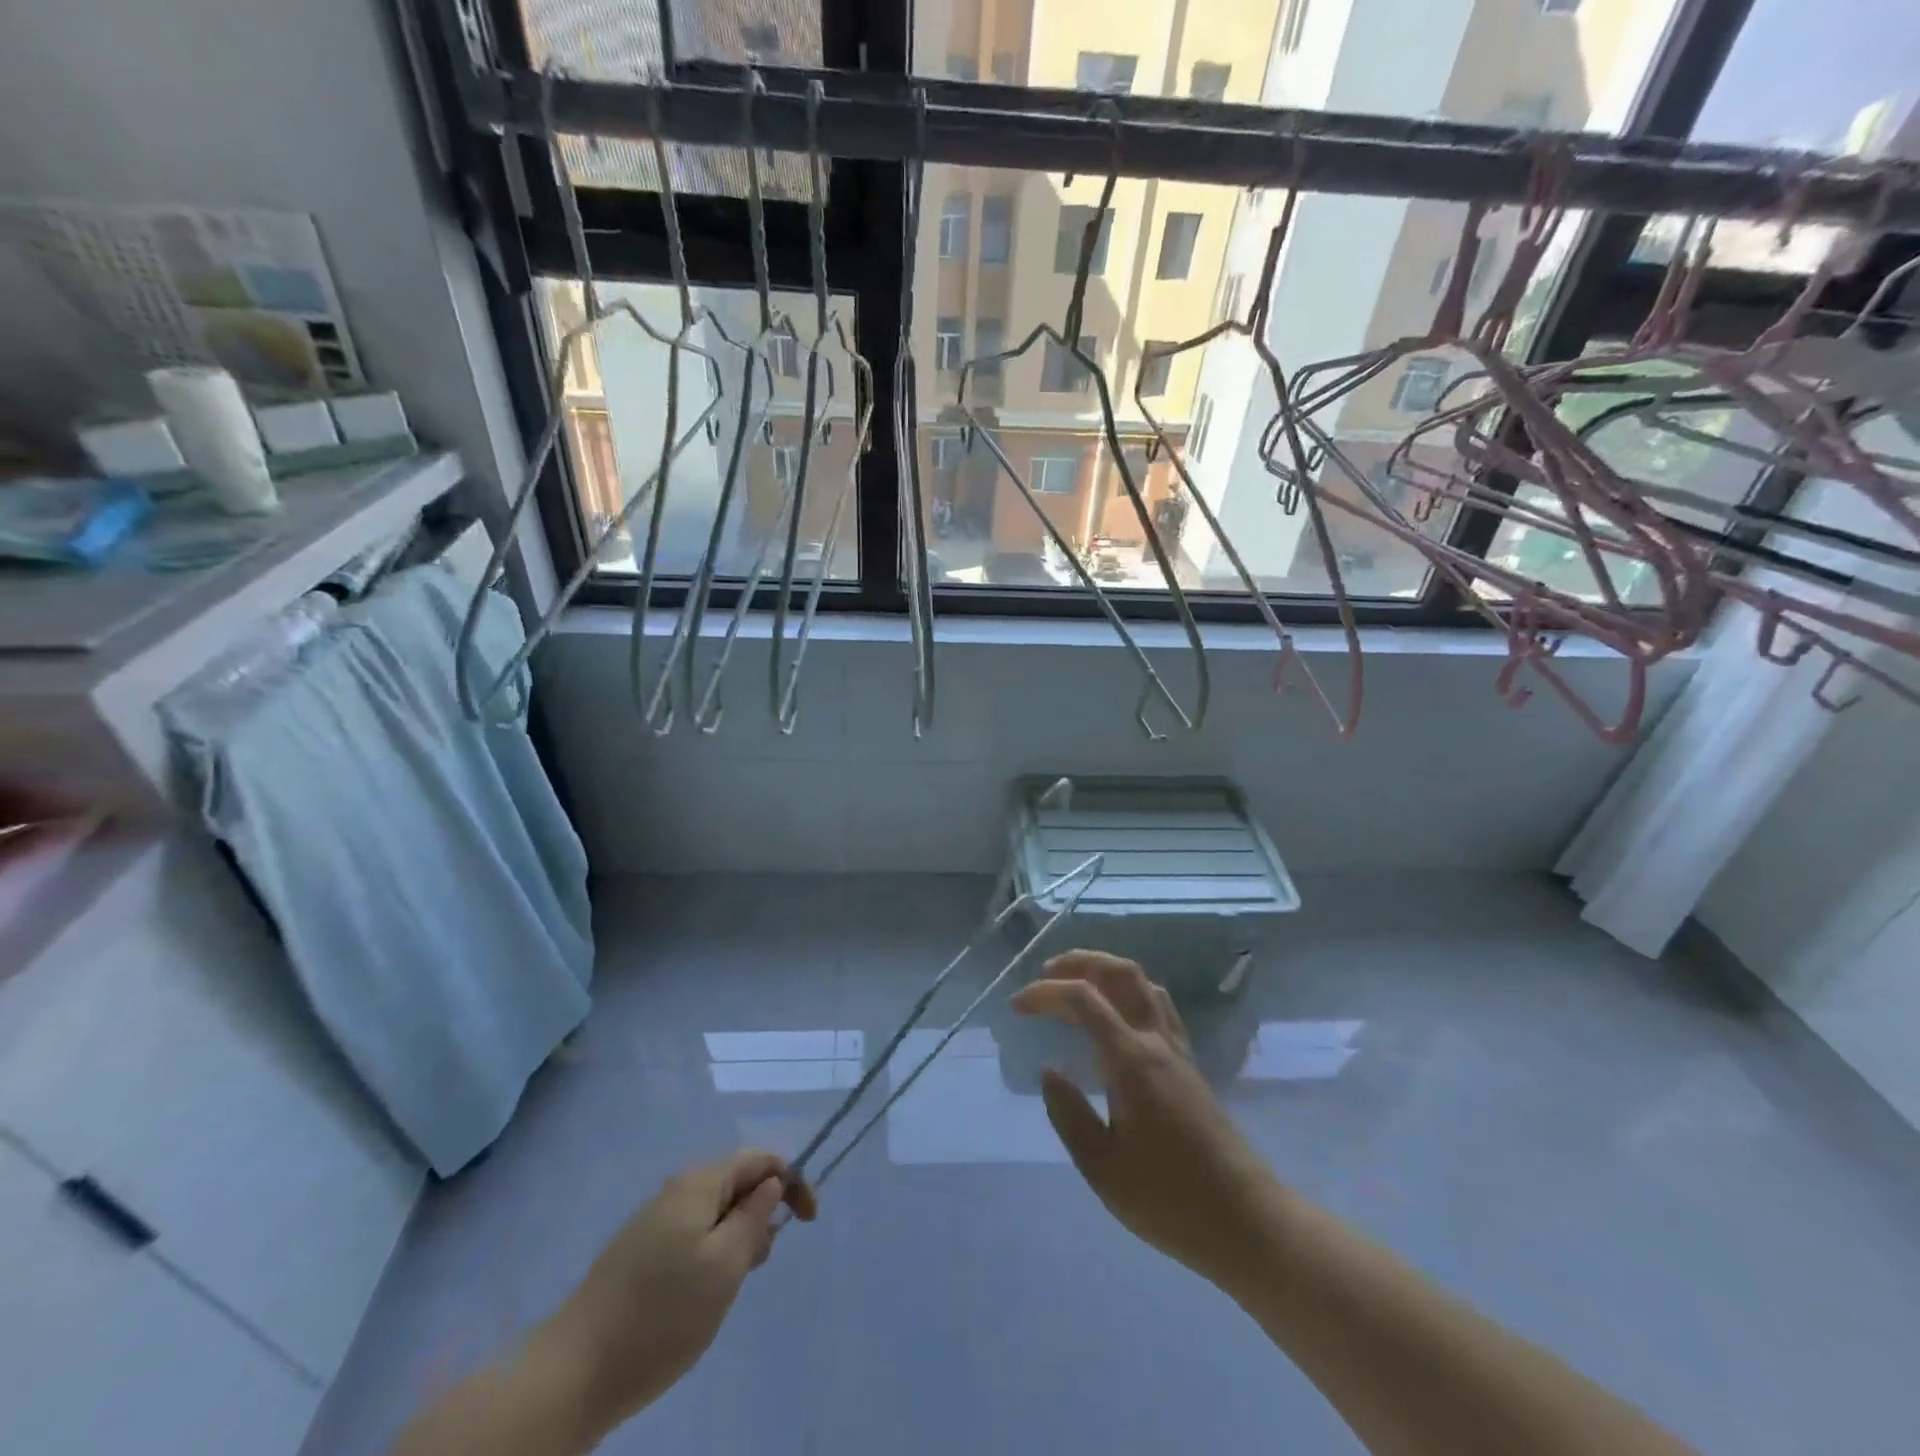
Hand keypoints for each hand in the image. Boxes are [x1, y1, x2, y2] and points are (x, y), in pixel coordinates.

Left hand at [539, 1150, 814, 1439]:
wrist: (574, 1371)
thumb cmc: (662, 1314)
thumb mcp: (725, 1266)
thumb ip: (755, 1217)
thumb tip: (772, 1184)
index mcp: (698, 1184)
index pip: (758, 1160)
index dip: (791, 1181)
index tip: (808, 1222)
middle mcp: (675, 1191)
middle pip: (735, 1183)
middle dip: (761, 1212)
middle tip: (764, 1262)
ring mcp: (652, 1222)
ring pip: (713, 1212)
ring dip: (736, 1236)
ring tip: (733, 1284)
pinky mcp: (637, 1254)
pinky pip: (690, 1235)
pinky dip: (711, 1252)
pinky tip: (701, 1295)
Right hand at [1011, 951, 1280, 1286]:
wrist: (1246, 1221)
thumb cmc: (1169, 1200)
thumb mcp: (1103, 1168)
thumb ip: (1069, 1114)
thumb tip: (1048, 1071)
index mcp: (1131, 1060)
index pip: (1084, 1000)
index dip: (1046, 993)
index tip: (1017, 1007)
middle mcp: (1157, 1042)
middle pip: (1122, 973)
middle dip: (1081, 962)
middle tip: (1046, 974)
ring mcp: (1178, 1051)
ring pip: (1145, 985)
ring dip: (1108, 973)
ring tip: (1077, 986)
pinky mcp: (1190, 1067)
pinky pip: (1158, 1007)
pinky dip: (1129, 994)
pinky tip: (1115, 1019)